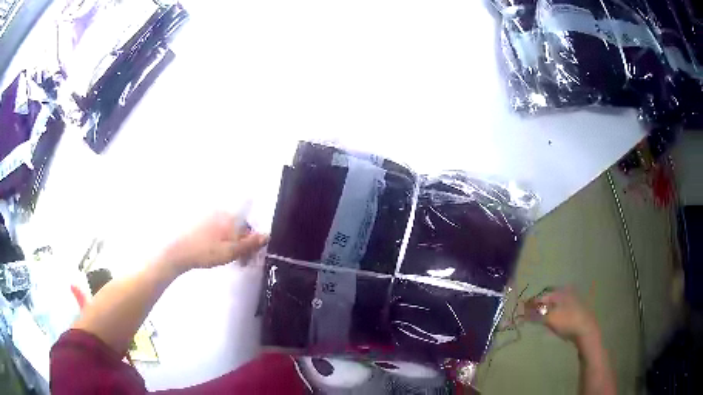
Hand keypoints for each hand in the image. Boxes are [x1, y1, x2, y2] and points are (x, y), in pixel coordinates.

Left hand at [159, 212, 267, 273]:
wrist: (177, 251)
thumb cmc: (205, 252)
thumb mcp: (231, 251)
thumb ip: (250, 244)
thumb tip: (267, 235)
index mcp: (231, 217)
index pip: (249, 228)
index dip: (251, 244)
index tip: (248, 258)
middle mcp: (221, 212)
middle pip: (238, 228)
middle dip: (241, 243)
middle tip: (239, 261)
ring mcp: (209, 215)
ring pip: (227, 229)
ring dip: (231, 242)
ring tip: (226, 258)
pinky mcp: (200, 220)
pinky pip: (217, 229)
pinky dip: (220, 239)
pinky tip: (214, 250)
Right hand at [525, 287, 599, 343]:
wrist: (586, 330)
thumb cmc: (567, 322)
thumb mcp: (550, 318)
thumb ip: (535, 314)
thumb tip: (522, 311)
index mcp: (560, 292)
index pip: (541, 296)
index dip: (531, 304)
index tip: (523, 312)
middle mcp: (566, 293)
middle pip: (548, 300)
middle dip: (539, 308)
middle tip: (530, 317)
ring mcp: (572, 301)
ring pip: (555, 305)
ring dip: (546, 312)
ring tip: (540, 321)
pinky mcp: (575, 310)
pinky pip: (560, 310)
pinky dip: (554, 315)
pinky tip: (552, 322)